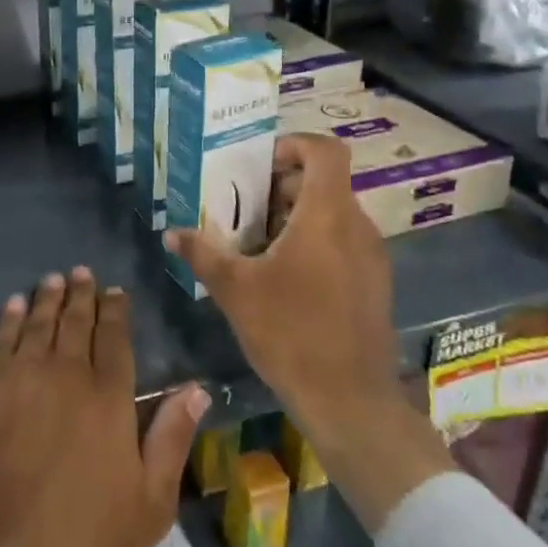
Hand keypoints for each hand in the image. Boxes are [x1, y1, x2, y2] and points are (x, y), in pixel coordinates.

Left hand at [0, 268, 208, 546]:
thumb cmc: (86, 540)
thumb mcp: (150, 503)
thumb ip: (172, 438)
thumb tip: (197, 388)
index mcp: (108, 397)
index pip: (115, 339)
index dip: (116, 311)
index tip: (115, 292)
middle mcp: (65, 374)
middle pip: (75, 323)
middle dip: (81, 295)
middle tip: (82, 273)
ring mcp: (19, 378)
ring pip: (37, 324)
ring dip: (47, 298)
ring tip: (53, 279)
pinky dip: (9, 319)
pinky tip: (13, 306)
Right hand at [165, 132, 453, 533]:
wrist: (350, 401)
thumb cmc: (291, 333)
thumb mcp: (235, 290)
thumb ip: (203, 253)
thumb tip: (172, 232)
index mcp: (327, 215)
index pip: (326, 151)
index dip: (294, 145)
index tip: (260, 164)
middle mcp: (357, 226)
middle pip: (324, 182)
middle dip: (283, 186)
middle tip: (245, 207)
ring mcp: (371, 256)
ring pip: (333, 214)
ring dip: (296, 216)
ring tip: (257, 242)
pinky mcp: (374, 283)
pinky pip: (343, 242)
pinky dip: (314, 241)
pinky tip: (283, 275)